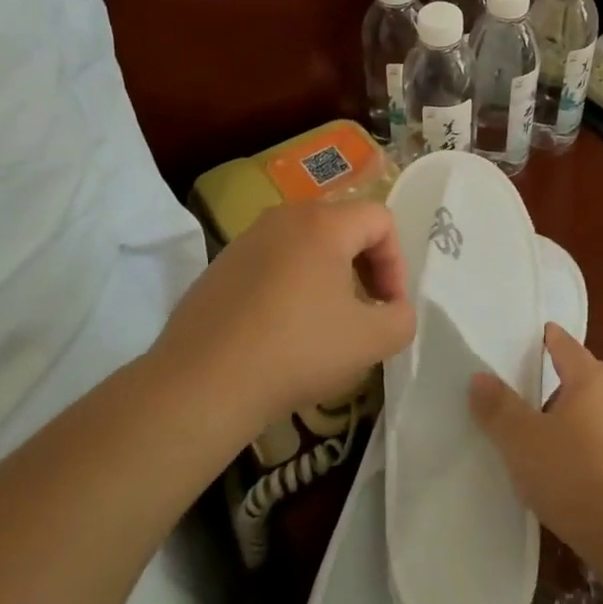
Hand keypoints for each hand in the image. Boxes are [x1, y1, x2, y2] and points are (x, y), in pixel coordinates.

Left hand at [148, 201, 413, 445]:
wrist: (201, 386)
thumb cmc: (296, 352)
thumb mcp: (370, 341)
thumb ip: (401, 319)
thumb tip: (394, 310)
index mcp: (323, 223)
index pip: (380, 220)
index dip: (396, 262)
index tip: (387, 307)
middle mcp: (283, 217)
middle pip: (343, 226)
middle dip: (365, 266)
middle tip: (365, 311)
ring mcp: (246, 240)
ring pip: (306, 244)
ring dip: (328, 276)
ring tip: (325, 322)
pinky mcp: (220, 266)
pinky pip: (272, 262)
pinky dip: (291, 285)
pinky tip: (282, 331)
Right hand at [469, 324, 602, 565]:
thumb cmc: (575, 476)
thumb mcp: (523, 442)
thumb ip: (499, 408)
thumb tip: (479, 377)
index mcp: (591, 378)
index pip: (566, 345)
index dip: (549, 338)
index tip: (538, 334)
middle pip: (588, 373)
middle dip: (565, 375)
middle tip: (536, 385)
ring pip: (602, 407)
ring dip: (579, 412)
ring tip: (551, 430)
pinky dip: (593, 441)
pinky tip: (575, 466)